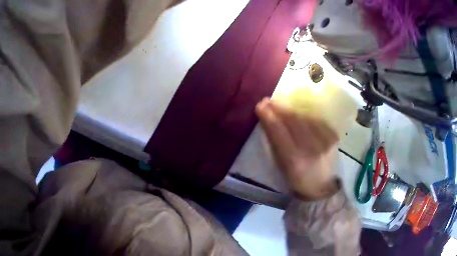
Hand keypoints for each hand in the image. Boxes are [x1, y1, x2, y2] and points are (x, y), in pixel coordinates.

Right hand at [255, 98, 339, 199]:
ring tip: (280, 105)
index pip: (279, 132)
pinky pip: (316, 119)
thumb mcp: (281, 165)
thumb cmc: (296, 179)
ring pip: (305, 117)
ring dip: (290, 109)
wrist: (321, 186)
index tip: (260, 105)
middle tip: (268, 101)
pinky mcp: (334, 136)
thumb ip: (275, 142)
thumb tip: (269, 119)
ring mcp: (326, 141)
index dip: (269, 117)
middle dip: (279, 108)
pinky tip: (297, 113)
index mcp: (295, 161)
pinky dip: (304, 115)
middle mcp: (312, 149)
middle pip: (293, 121)